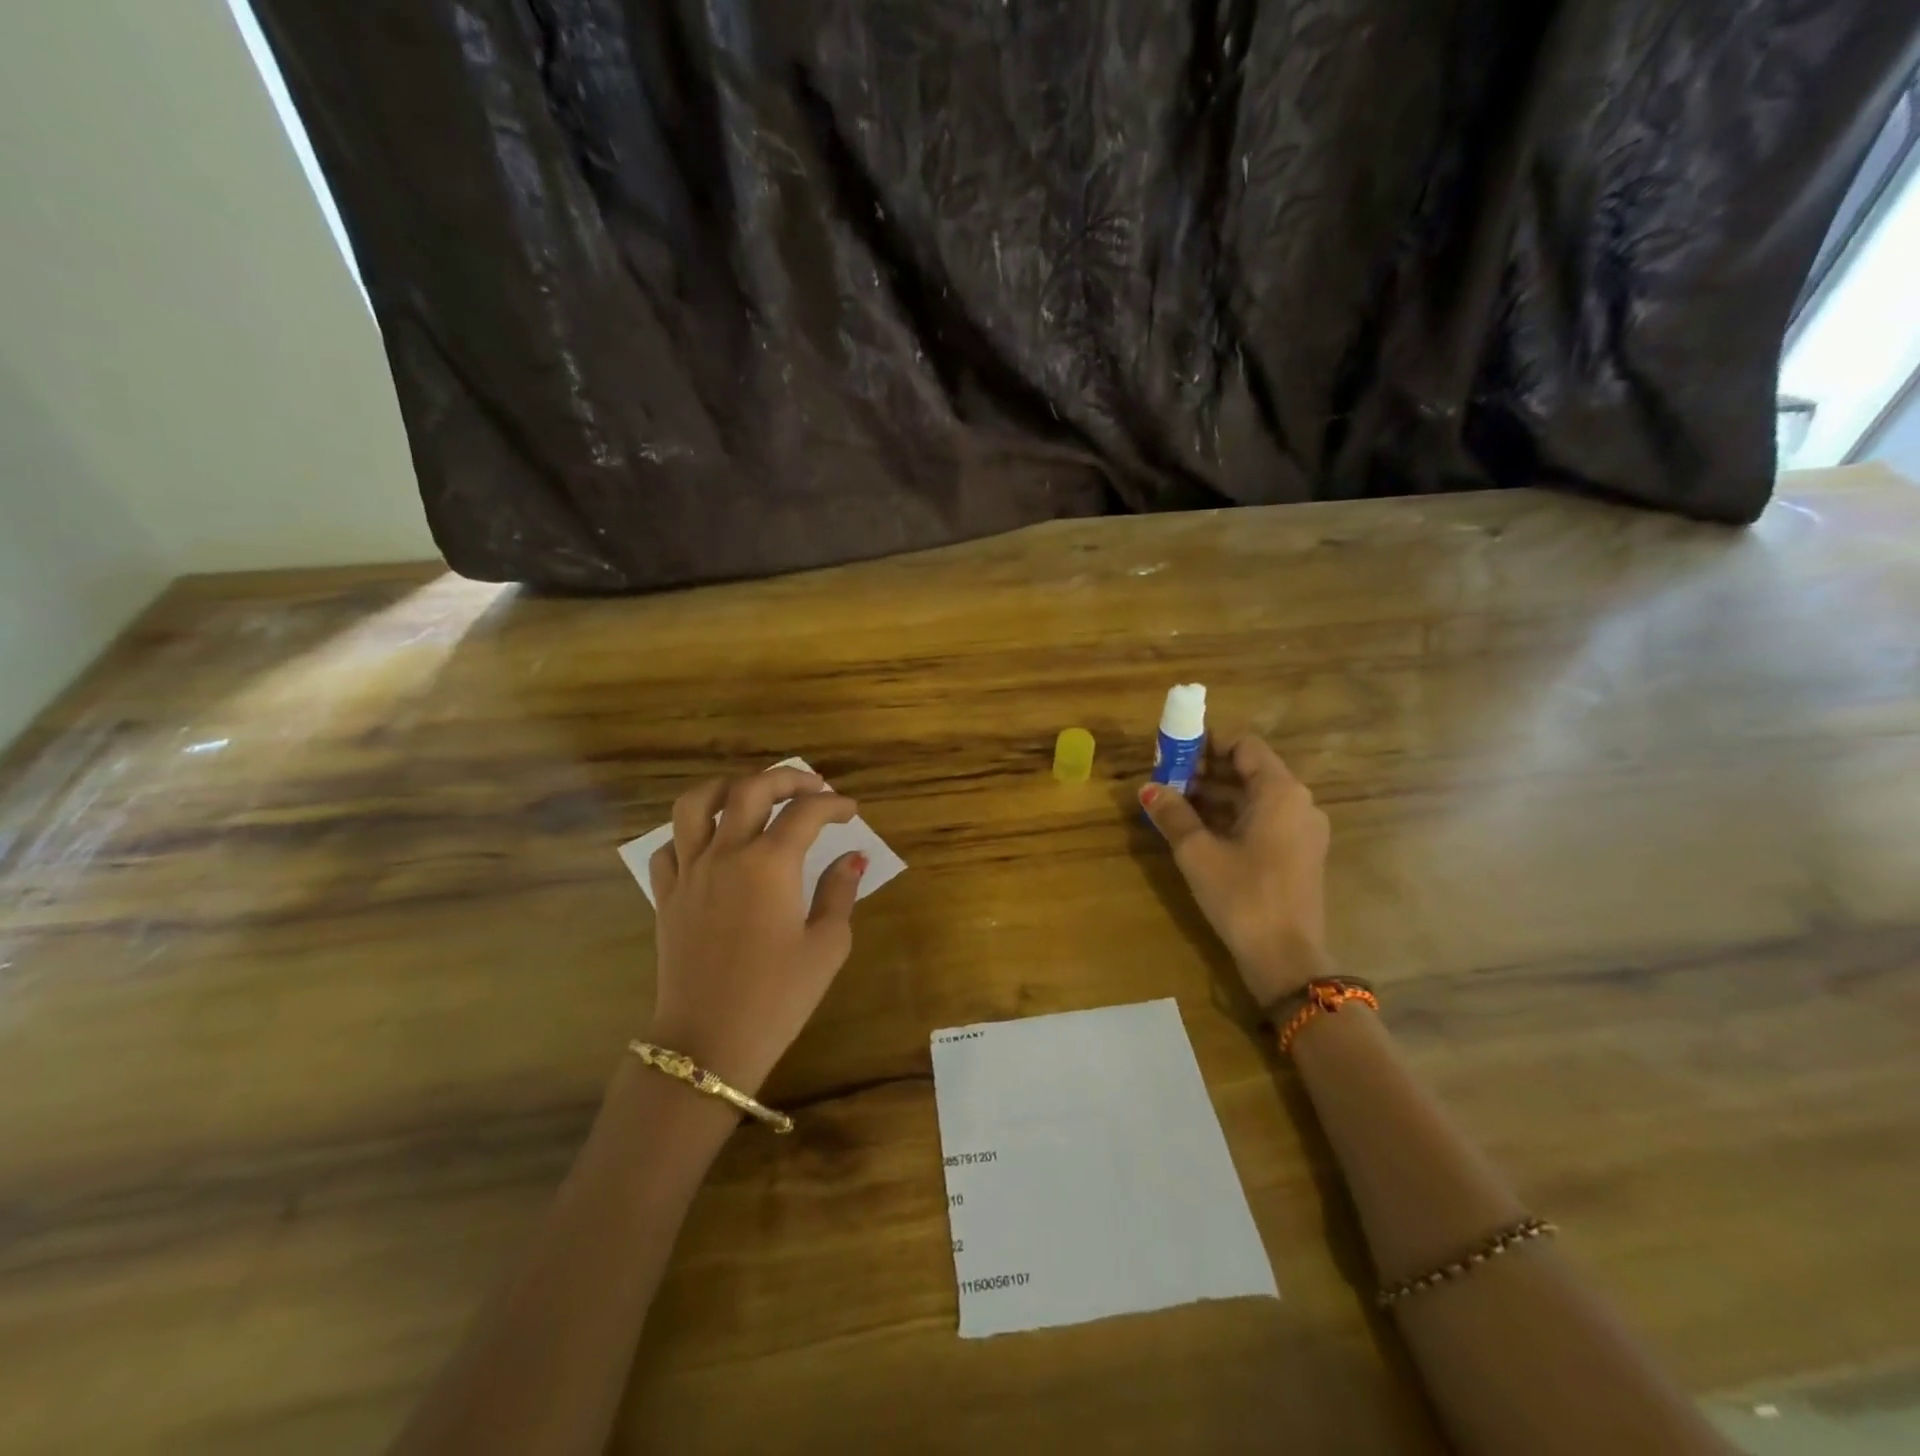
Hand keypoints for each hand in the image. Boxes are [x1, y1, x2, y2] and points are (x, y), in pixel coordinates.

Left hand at [646, 767, 866, 1093]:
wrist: (709, 1042)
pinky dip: (691, 833)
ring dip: (728, 787)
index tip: (850, 812)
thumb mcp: (826, 946)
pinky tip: (711, 843)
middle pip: (751, 789)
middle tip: (812, 788)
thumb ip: (839, 892)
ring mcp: (689, 872)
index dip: (834, 804)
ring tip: (751, 794)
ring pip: (696, 804)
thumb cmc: (778, 997)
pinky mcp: (666, 896)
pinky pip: (670, 845)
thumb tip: (851, 858)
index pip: (806, 812)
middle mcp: (726, 855)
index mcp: (770, 864)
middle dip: (787, 778)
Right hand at [1140, 735, 1331, 1009]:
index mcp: (1280, 792)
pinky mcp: (1300, 854)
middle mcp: (1299, 803)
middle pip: (1250, 770)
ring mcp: (1303, 830)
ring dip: (1216, 795)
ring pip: (1255, 797)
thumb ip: (1173, 814)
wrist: (1287, 959)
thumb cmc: (1243, 896)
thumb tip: (1147, 788)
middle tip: (1167, 780)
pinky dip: (1233, 817)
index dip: (1207, 743)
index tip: (1173, 754)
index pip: (1245, 745)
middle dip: (1206, 770)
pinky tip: (1200, 831)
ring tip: (1175, 805)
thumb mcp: (1198, 852)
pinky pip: (1264, 820)